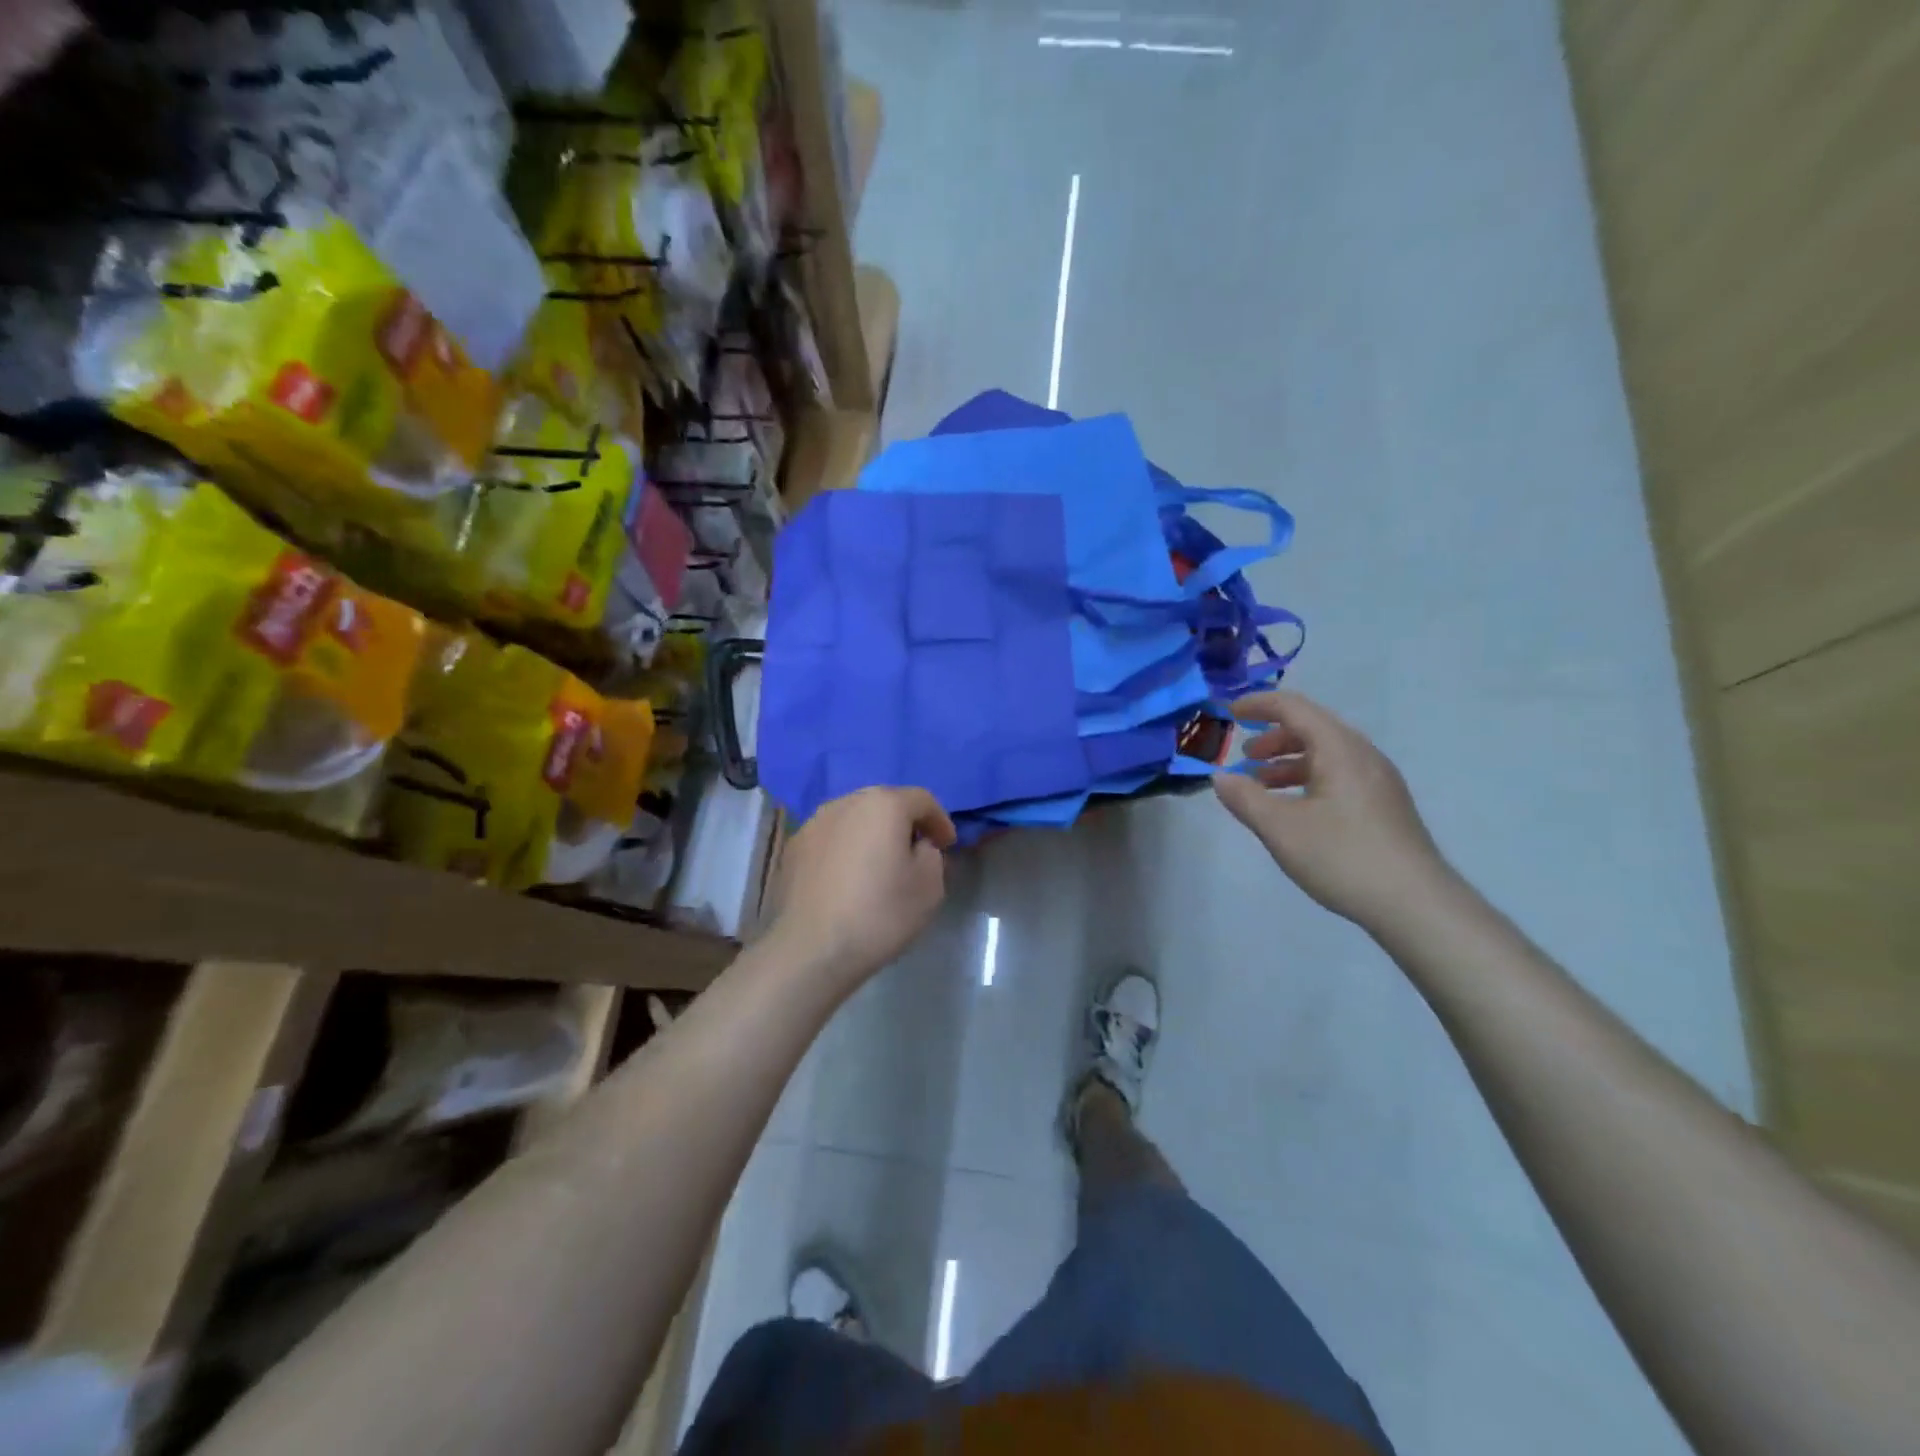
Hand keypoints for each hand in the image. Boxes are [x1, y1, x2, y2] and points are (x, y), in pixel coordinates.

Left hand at [763, 787, 956, 993]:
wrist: (811, 950)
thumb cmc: (880, 914)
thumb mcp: (929, 886)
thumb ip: (931, 854)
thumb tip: (917, 846)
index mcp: (884, 804)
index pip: (922, 800)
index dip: (940, 821)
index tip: (947, 846)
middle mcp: (846, 802)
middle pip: (884, 803)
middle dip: (904, 824)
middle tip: (916, 852)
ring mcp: (814, 823)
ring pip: (854, 819)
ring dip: (871, 835)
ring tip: (879, 865)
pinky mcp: (793, 847)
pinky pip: (831, 839)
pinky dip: (845, 850)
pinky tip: (848, 879)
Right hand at [1213, 691, 1451, 931]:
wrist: (1416, 905)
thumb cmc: (1343, 857)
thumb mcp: (1281, 828)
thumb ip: (1245, 798)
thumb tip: (1220, 778)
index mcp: (1339, 749)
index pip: (1293, 708)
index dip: (1258, 705)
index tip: (1228, 712)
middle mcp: (1363, 755)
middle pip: (1312, 728)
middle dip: (1272, 737)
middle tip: (1243, 757)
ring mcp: (1378, 780)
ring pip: (1326, 754)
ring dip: (1289, 761)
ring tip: (1261, 786)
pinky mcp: (1384, 805)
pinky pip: (1339, 774)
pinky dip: (1308, 779)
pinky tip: (1295, 809)